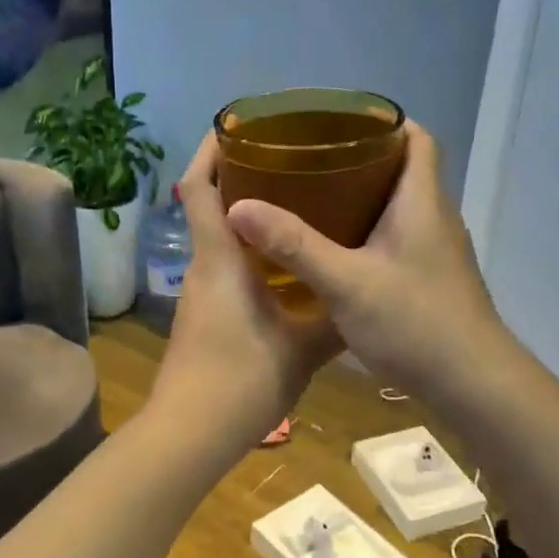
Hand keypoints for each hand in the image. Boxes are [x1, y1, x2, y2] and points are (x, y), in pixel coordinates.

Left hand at [148, 135, 342, 451]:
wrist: (191, 433)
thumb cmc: (244, 380)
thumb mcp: (304, 348)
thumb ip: (335, 318)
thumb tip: (367, 296)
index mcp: (222, 259)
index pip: (200, 187)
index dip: (211, 150)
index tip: (238, 125)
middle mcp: (205, 267)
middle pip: (210, 206)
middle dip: (240, 177)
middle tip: (289, 162)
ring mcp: (201, 294)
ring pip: (220, 239)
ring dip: (248, 216)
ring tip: (299, 205)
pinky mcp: (204, 316)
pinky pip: (225, 267)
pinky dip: (250, 252)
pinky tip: (286, 265)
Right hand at [224, 121, 506, 402]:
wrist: (472, 383)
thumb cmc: (415, 323)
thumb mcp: (346, 283)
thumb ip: (294, 245)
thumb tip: (238, 208)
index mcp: (422, 202)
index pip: (418, 138)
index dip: (385, 121)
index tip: (339, 121)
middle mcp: (435, 218)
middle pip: (404, 169)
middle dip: (361, 158)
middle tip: (311, 161)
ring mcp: (437, 252)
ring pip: (400, 207)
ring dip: (364, 198)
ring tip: (314, 199)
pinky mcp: (432, 280)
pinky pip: (399, 239)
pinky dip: (369, 233)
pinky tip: (336, 252)